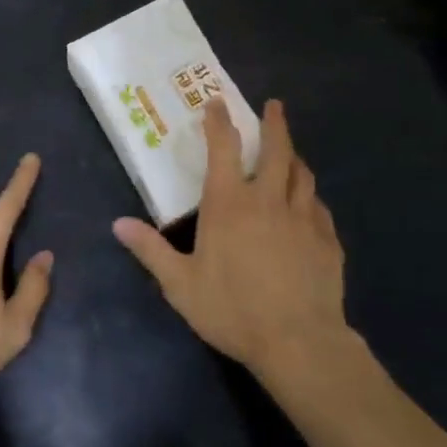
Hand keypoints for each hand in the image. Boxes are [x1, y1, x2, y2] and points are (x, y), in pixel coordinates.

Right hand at [112, 99, 351, 385]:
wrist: (299, 343)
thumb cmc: (233, 310)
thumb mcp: (181, 284)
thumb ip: (151, 250)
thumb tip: (118, 224)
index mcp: (230, 203)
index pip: (224, 148)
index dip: (220, 122)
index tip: (218, 103)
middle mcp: (268, 200)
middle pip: (276, 150)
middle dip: (274, 124)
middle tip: (274, 105)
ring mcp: (303, 219)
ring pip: (303, 174)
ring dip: (295, 157)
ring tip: (292, 152)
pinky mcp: (327, 241)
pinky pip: (319, 208)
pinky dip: (311, 198)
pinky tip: (310, 204)